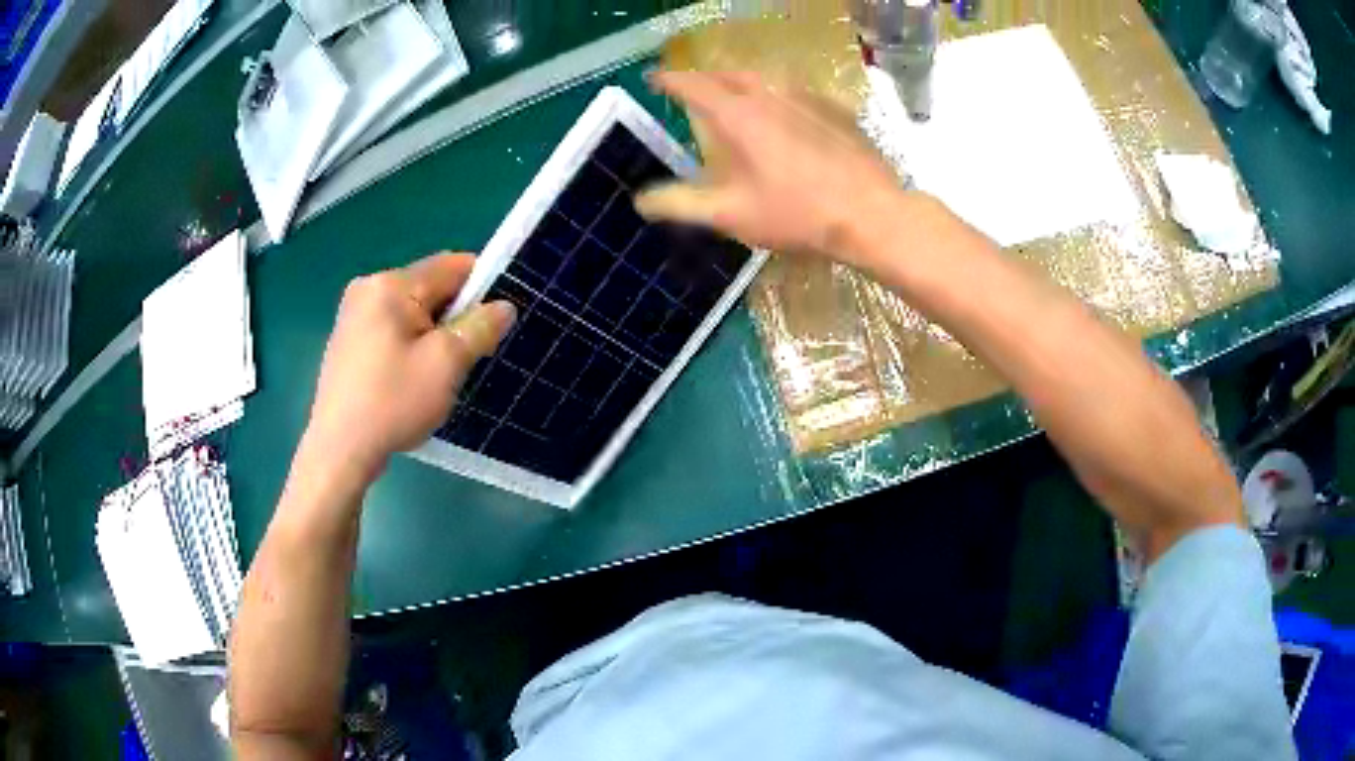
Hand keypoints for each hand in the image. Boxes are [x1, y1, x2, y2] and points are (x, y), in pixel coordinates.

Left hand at [304, 253, 514, 477]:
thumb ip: (480, 327)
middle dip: (455, 316)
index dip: (482, 287)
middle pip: (430, 288)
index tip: (496, 322)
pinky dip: (411, 346)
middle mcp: (367, 288)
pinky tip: (411, 381)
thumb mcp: (446, 364)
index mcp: (390, 284)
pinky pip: (392, 330)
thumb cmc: (392, 403)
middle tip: (467, 357)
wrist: (339, 451)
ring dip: (434, 335)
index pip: (451, 266)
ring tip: (438, 375)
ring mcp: (353, 315)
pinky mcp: (348, 341)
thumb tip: (505, 306)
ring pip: (412, 312)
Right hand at [636, 70, 905, 262]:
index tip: (653, 79)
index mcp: (738, 113)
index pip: (693, 84)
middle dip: (706, 78)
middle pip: (730, 74)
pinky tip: (784, 115)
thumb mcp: (731, 215)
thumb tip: (641, 199)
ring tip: (735, 98)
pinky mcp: (835, 109)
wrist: (872, 214)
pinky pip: (796, 91)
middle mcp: (770, 93)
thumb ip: (681, 204)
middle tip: (693, 90)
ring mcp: (808, 97)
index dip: (669, 80)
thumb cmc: (797, 213)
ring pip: (765, 79)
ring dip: (742, 83)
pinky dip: (777, 95)